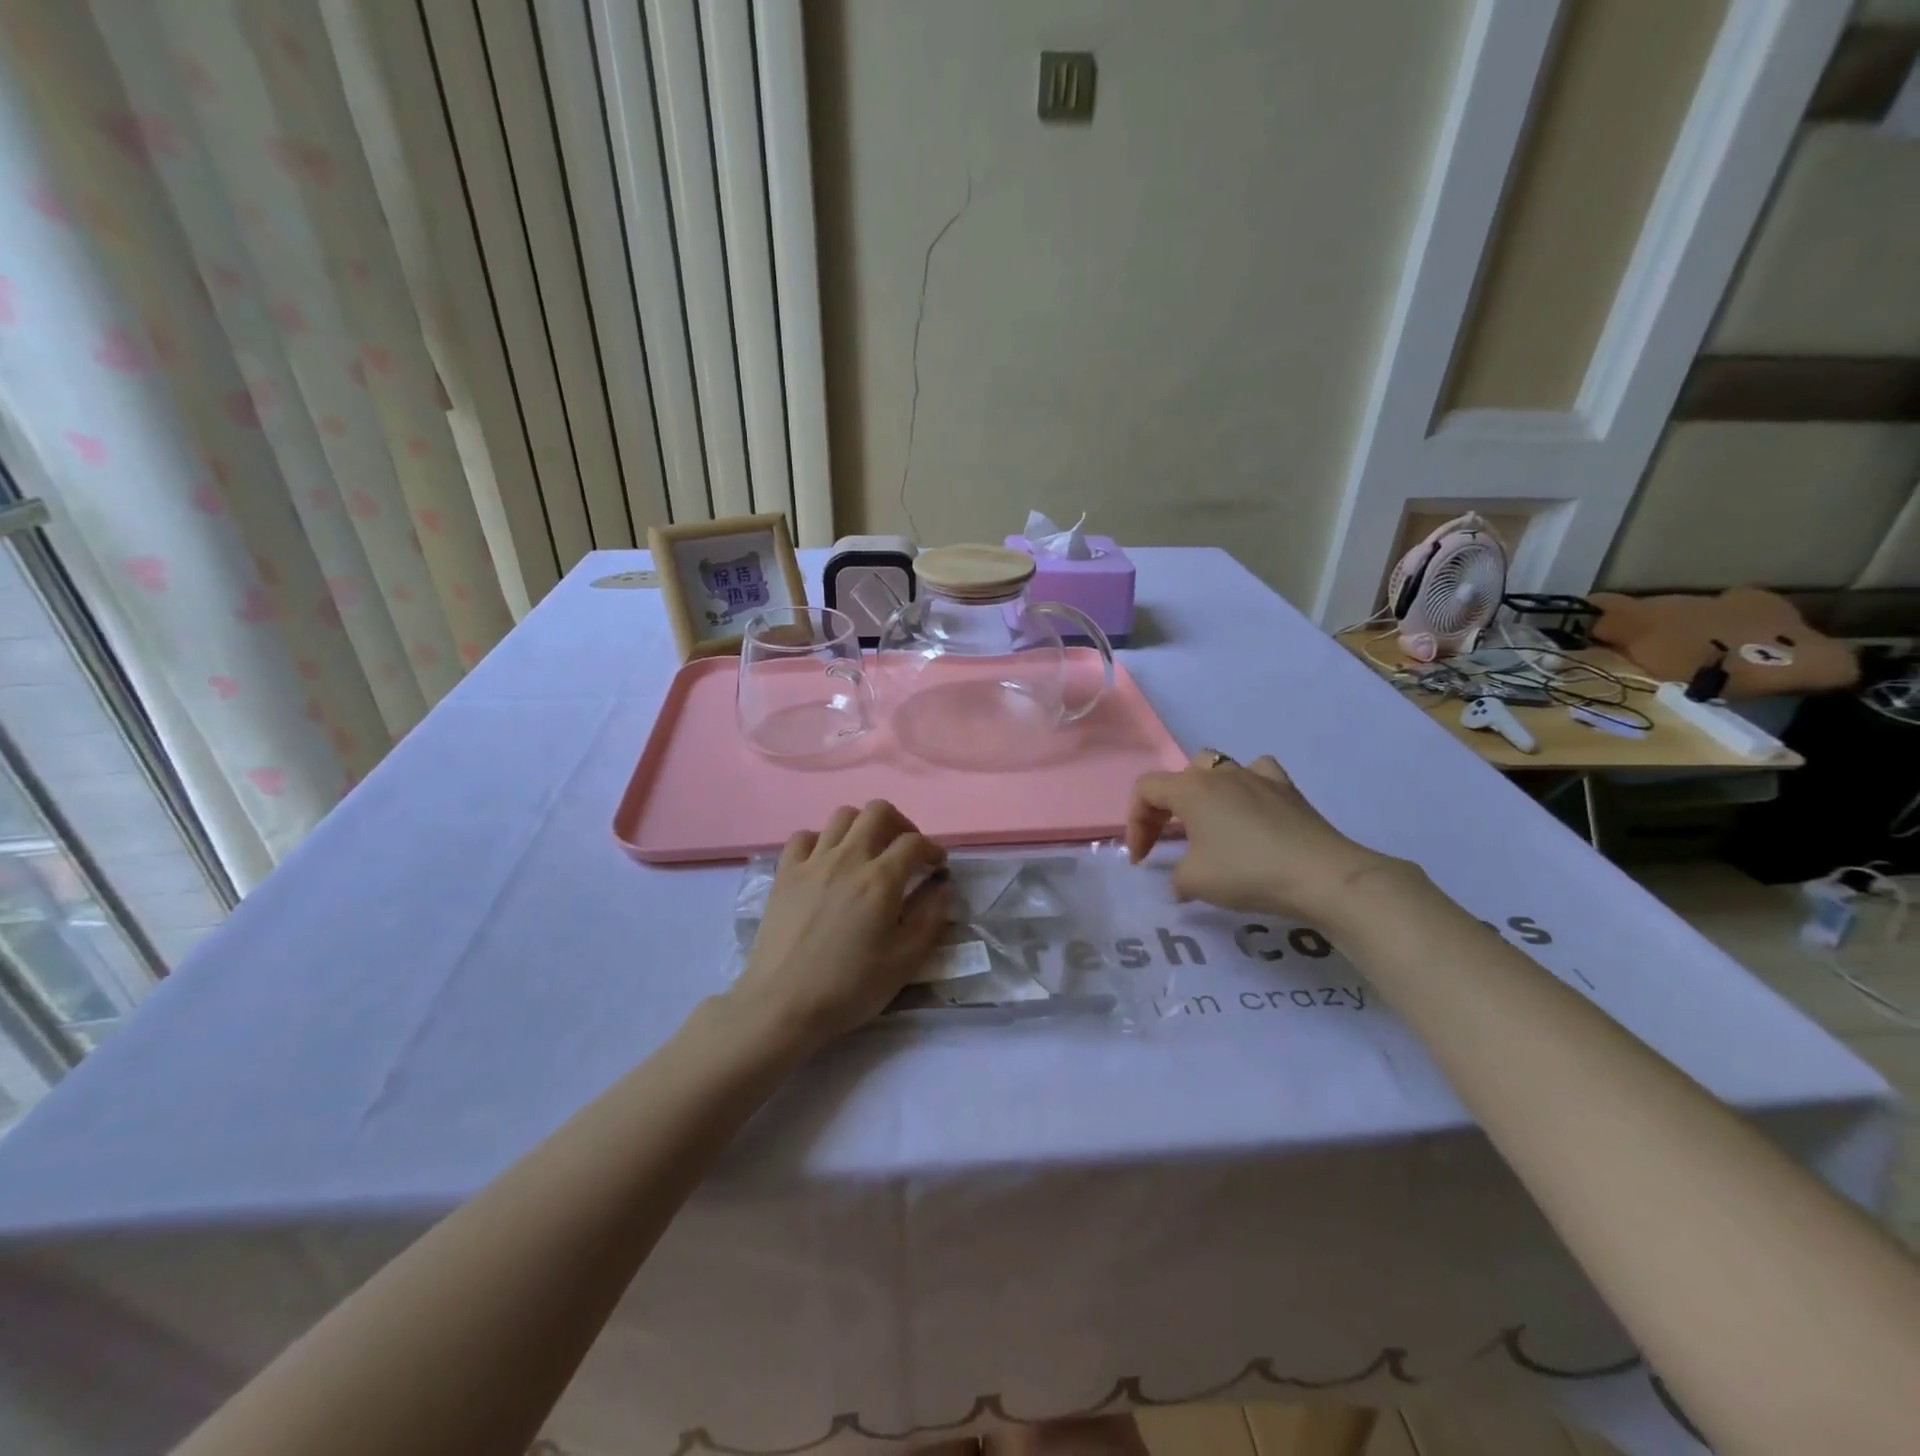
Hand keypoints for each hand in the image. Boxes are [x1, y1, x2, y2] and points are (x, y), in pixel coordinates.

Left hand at [729, 800, 953, 1047]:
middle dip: (900, 824)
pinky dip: (821, 840)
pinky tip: (826, 862)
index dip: (933, 849)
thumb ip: (931, 918)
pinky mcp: (784, 873)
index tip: (937, 867)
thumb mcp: (905, 961)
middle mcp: (848, 858)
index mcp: (881, 879)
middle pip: (878, 811)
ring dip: (862, 826)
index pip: (915, 842)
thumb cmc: (850, 986)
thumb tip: (943, 887)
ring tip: (868, 852)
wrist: (782, 1004)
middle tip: (905, 851)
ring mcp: (812, 862)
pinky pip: (804, 837)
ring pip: (842, 816)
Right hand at [1127, 750, 1404, 921]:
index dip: (1135, 823)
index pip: (1145, 790)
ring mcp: (1257, 776)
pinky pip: (1258, 774)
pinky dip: (1247, 787)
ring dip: (1204, 792)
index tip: (1142, 860)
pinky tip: (1251, 809)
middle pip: (1178, 777)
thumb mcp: (1194, 882)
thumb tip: (1182, 879)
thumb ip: (1175, 876)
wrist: (1321, 875)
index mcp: (1191, 789)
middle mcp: (1221, 773)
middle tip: (1167, 841)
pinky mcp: (1287, 789)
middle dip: (1165, 808)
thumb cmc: (1247, 872)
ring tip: (1207, 822)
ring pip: (1218, 767)